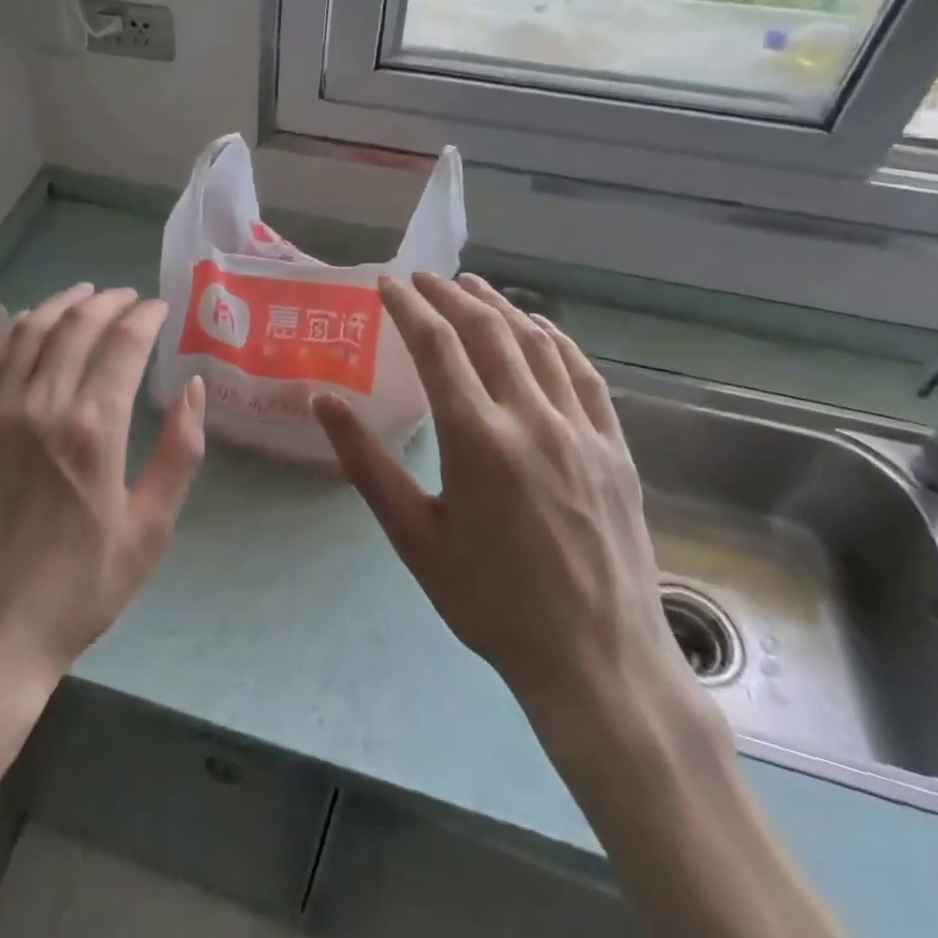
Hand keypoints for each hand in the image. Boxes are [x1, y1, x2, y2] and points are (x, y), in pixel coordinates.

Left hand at [0, 283, 206, 704]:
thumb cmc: (78, 589)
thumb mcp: (150, 531)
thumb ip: (178, 453)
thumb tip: (194, 388)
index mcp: (94, 429)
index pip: (124, 345)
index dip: (144, 317)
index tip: (159, 308)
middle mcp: (43, 406)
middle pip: (76, 327)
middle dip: (106, 301)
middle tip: (126, 295)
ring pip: (29, 334)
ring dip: (59, 304)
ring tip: (83, 293)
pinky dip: (8, 332)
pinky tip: (23, 323)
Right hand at [313, 272, 692, 732]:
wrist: (596, 660)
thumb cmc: (491, 602)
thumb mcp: (414, 537)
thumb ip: (366, 464)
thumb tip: (323, 401)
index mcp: (477, 438)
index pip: (436, 346)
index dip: (408, 307)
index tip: (387, 284)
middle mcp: (531, 418)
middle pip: (487, 331)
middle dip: (450, 295)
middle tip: (423, 278)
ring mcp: (581, 429)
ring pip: (537, 343)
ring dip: (500, 306)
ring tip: (472, 286)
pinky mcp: (614, 447)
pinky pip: (583, 374)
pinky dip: (555, 339)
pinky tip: (539, 328)